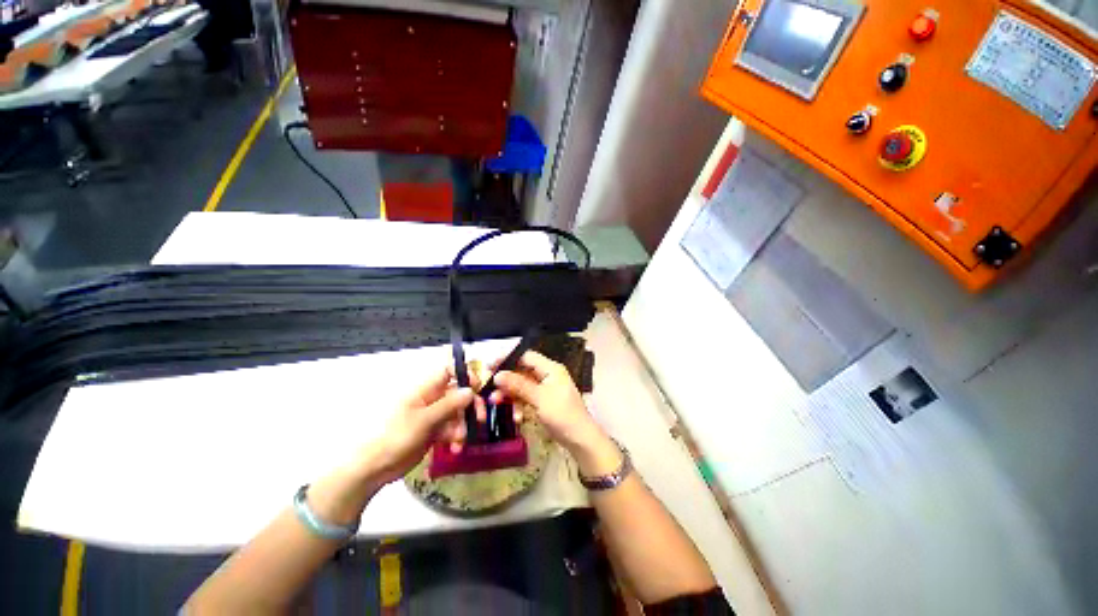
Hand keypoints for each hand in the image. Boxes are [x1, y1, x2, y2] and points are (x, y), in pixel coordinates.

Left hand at [363, 366, 485, 483]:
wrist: (375, 467)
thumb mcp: (424, 420)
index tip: (478, 386)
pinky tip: (455, 447)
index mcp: (425, 389)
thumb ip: (449, 405)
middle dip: (471, 405)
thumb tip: (470, 390)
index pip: (447, 371)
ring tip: (460, 440)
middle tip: (480, 418)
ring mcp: (433, 415)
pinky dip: (456, 436)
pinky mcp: (434, 431)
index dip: (464, 374)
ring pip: (458, 412)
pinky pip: (452, 428)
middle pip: (458, 393)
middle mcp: (431, 398)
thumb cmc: (396, 436)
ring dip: (463, 425)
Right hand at [490, 351, 604, 454]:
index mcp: (550, 368)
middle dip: (506, 381)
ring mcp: (545, 389)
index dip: (508, 359)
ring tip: (495, 403)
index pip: (526, 356)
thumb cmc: (562, 414)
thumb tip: (498, 374)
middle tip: (489, 388)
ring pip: (522, 386)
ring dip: (510, 394)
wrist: (580, 439)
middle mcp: (547, 375)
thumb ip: (518, 385)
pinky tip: (516, 417)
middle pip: (522, 371)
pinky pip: (527, 398)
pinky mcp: (543, 401)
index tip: (490, 366)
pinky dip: (519, 405)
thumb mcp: (539, 398)